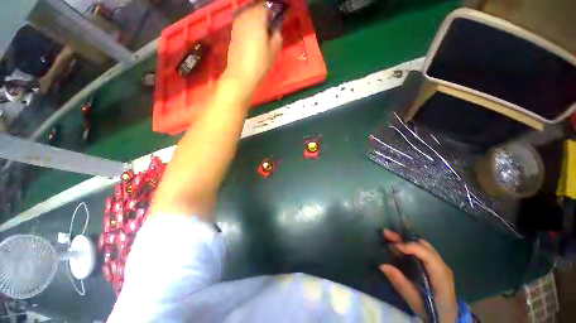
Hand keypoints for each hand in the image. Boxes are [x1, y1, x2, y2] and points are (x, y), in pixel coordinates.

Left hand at [224, 3, 282, 97]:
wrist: (241, 74)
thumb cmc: (260, 63)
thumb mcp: (274, 50)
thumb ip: (277, 35)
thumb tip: (276, 28)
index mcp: (258, 18)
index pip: (267, 6)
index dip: (274, 12)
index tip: (278, 19)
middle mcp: (246, 16)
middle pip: (256, 8)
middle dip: (264, 13)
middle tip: (271, 25)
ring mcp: (237, 23)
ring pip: (248, 14)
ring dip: (256, 18)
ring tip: (262, 30)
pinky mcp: (233, 32)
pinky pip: (243, 22)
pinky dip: (249, 24)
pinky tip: (253, 35)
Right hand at [380, 230, 457, 322]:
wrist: (448, 319)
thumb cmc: (432, 312)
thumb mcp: (414, 300)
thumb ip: (400, 282)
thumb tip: (382, 265)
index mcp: (440, 275)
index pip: (427, 254)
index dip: (410, 246)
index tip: (393, 245)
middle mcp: (442, 266)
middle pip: (424, 246)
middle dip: (404, 239)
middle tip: (387, 234)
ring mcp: (440, 265)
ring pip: (423, 246)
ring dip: (405, 240)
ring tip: (389, 237)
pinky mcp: (436, 266)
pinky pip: (422, 251)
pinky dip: (409, 246)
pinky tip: (398, 246)